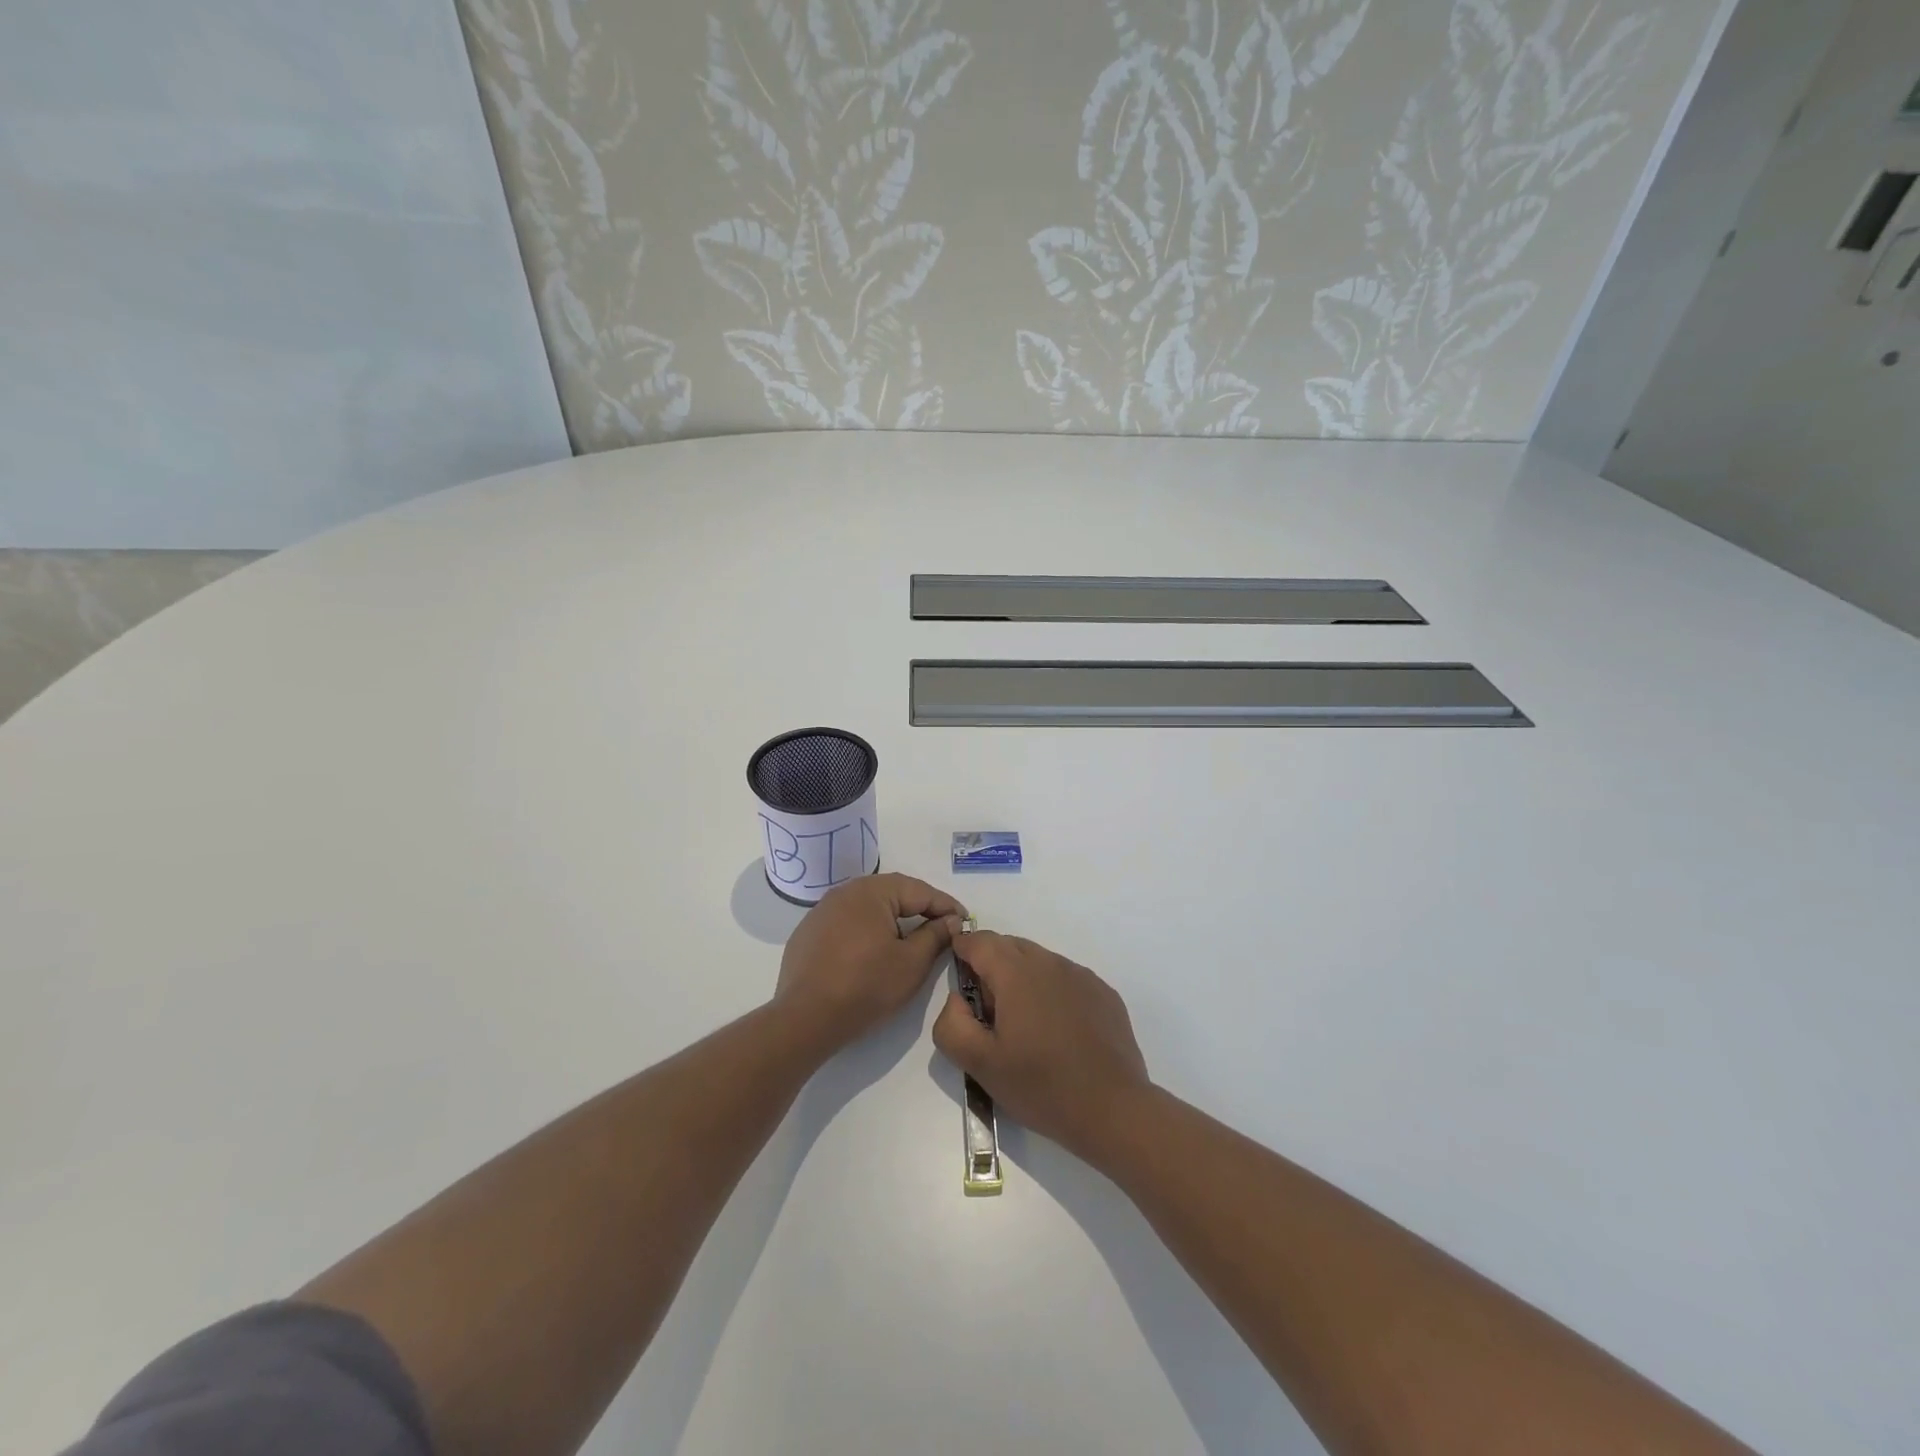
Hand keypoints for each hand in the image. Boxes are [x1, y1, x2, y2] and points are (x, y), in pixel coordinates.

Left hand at [775, 873, 965, 1055]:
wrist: (805, 1019)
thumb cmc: (866, 987)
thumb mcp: (912, 963)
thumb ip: (935, 936)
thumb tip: (951, 921)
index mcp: (871, 891)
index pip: (919, 890)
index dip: (946, 906)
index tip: (965, 921)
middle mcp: (844, 891)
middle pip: (892, 893)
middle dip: (920, 908)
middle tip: (943, 926)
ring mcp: (822, 911)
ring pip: (868, 907)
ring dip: (893, 919)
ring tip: (912, 937)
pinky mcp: (809, 933)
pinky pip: (847, 922)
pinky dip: (867, 931)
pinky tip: (874, 951)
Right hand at [931, 931, 1152, 1163]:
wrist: (1113, 1109)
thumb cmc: (1041, 1086)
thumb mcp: (980, 1065)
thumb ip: (951, 1024)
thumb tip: (957, 999)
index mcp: (1016, 973)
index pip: (979, 941)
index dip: (962, 952)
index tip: (960, 980)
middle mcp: (1050, 962)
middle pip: (1009, 946)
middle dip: (991, 968)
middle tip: (990, 1014)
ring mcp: (1081, 975)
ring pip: (1039, 962)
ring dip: (1023, 980)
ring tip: (1026, 1027)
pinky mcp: (1103, 993)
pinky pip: (1066, 979)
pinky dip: (1052, 992)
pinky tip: (1058, 1032)